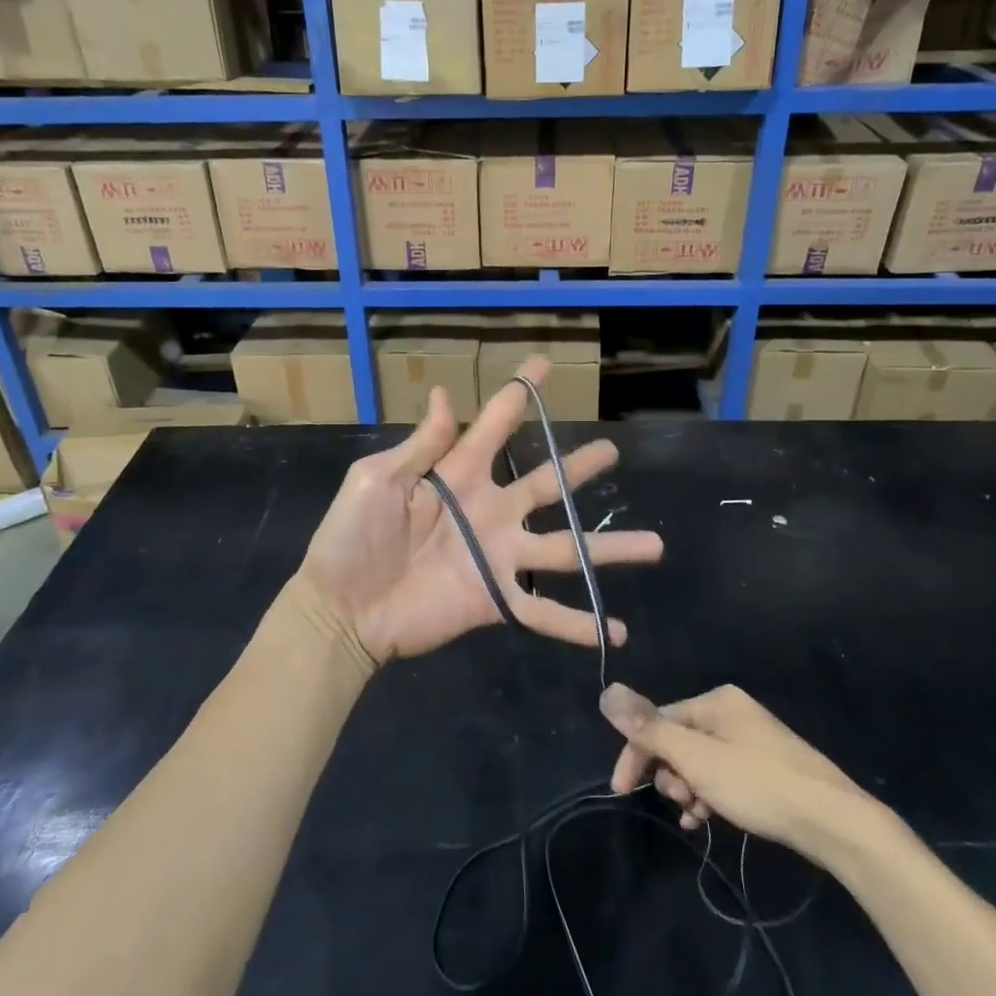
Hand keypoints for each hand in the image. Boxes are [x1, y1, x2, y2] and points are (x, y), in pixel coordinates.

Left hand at [299, 357, 663, 665]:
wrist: (339, 608)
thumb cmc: (350, 538)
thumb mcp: (377, 479)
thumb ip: (421, 445)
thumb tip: (443, 392)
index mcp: (458, 474)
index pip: (496, 424)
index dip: (519, 394)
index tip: (543, 364)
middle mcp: (488, 509)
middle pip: (547, 483)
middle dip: (580, 467)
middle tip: (613, 451)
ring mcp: (497, 555)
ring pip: (565, 547)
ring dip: (609, 547)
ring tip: (655, 544)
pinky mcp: (494, 599)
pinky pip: (543, 611)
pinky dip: (578, 622)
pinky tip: (616, 630)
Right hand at [599, 682, 884, 854]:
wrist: (833, 820)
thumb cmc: (758, 784)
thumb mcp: (697, 758)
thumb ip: (650, 729)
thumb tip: (607, 692)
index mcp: (715, 701)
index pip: (657, 720)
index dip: (636, 754)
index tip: (622, 791)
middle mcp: (731, 712)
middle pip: (678, 740)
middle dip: (670, 773)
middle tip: (680, 802)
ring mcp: (751, 739)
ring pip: (699, 761)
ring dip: (688, 788)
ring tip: (698, 815)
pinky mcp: (765, 766)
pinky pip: (721, 774)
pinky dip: (709, 794)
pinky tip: (708, 819)